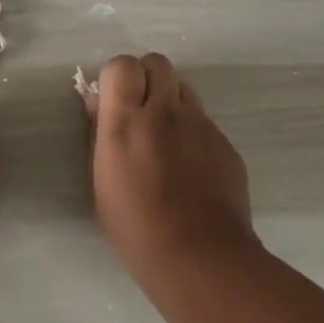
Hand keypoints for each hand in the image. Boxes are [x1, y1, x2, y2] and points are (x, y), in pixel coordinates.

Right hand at [89, 53, 256, 279]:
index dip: (117, 76)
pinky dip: (193, 132)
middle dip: (147, 78)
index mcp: (126, 122)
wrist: (202, 259)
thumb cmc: (136, 228)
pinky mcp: (225, 143)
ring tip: (166, 138)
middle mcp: (165, 112)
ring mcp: (201, 125)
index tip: (114, 100)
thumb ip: (99, 134)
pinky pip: (204, 121)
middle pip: (158, 63)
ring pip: (184, 88)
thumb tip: (98, 102)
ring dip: (171, 101)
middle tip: (141, 110)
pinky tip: (190, 168)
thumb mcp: (100, 182)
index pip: (122, 64)